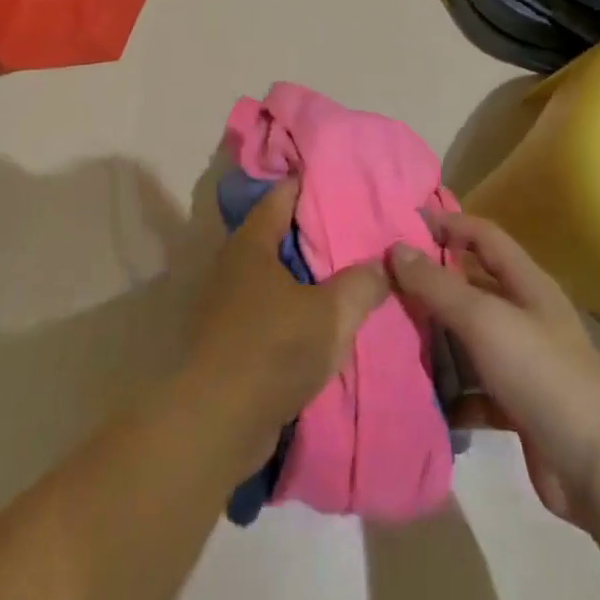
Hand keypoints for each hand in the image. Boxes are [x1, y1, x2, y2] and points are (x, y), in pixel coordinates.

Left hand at [185, 179, 389, 470]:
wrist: (218, 419)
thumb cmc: (273, 349)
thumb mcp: (330, 315)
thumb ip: (361, 284)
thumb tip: (380, 264)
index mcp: (251, 243)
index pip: (281, 197)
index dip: (309, 184)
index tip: (340, 180)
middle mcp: (233, 264)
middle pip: (276, 234)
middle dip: (312, 232)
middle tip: (354, 228)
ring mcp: (227, 301)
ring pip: (272, 274)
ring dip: (303, 274)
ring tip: (346, 273)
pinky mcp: (229, 337)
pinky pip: (267, 307)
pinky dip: (292, 306)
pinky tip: (321, 318)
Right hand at [388, 211, 599, 528]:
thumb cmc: (542, 375)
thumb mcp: (485, 320)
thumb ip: (438, 285)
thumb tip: (395, 248)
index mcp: (527, 285)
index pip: (483, 236)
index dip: (447, 224)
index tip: (401, 225)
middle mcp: (526, 317)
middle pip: (471, 286)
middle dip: (430, 283)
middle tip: (383, 283)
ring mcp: (523, 363)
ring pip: (468, 339)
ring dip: (435, 339)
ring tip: (388, 335)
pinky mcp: (517, 406)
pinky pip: (472, 387)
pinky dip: (449, 390)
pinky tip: (419, 392)